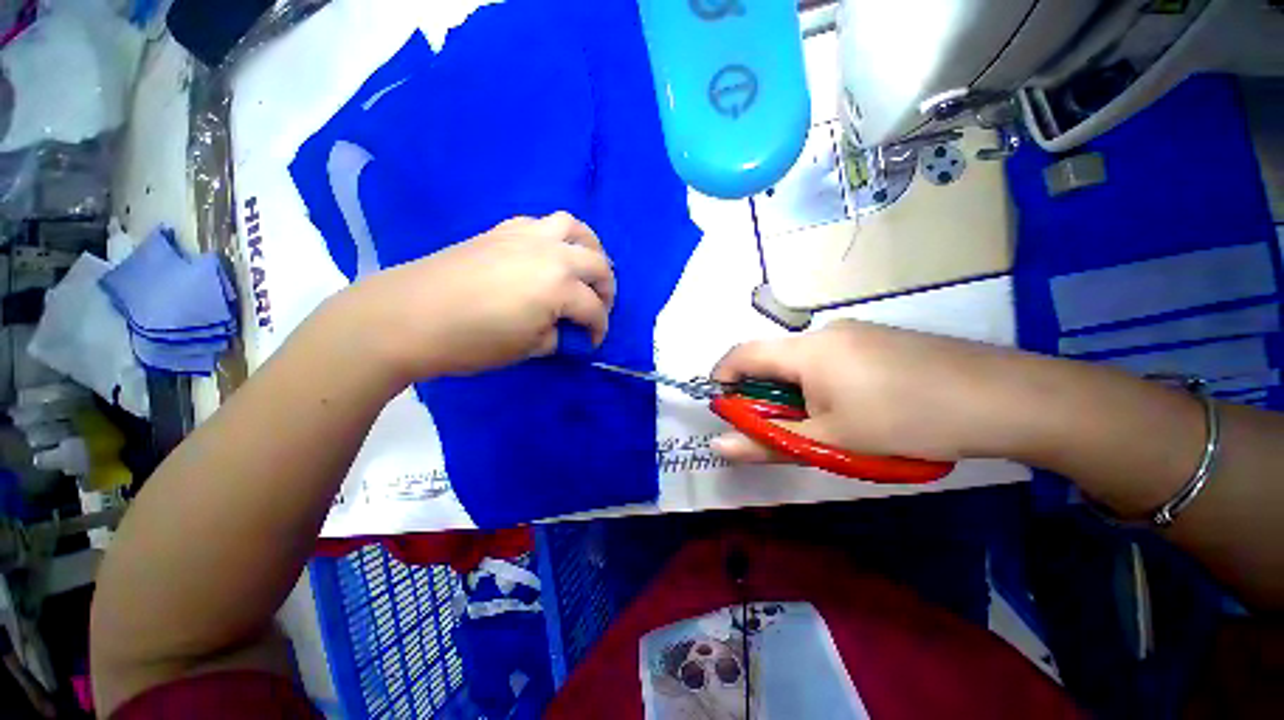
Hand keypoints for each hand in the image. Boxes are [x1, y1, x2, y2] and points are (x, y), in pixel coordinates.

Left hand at [336, 212, 614, 380]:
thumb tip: (564, 330)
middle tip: (598, 307)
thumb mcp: (527, 349)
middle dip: (606, 289)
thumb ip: (556, 336)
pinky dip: (558, 237)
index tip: (592, 343)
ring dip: (589, 249)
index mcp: (559, 286)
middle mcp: (552, 253)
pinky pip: (544, 223)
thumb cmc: (472, 340)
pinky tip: (549, 255)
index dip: (599, 329)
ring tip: (585, 268)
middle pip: (598, 264)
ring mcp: (527, 235)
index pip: (594, 309)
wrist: (409, 315)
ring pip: (575, 228)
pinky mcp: (504, 229)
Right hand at [710, 320, 1023, 463]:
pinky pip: (833, 359)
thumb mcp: (830, 441)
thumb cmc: (905, 420)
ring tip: (828, 425)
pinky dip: (824, 384)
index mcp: (807, 350)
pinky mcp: (880, 339)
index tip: (723, 406)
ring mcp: (857, 332)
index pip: (743, 354)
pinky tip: (859, 408)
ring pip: (805, 361)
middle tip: (784, 429)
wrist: (1005, 398)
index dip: (723, 378)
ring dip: (798, 391)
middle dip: (766, 394)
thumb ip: (768, 443)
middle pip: (775, 359)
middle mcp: (826, 332)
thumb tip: (719, 445)